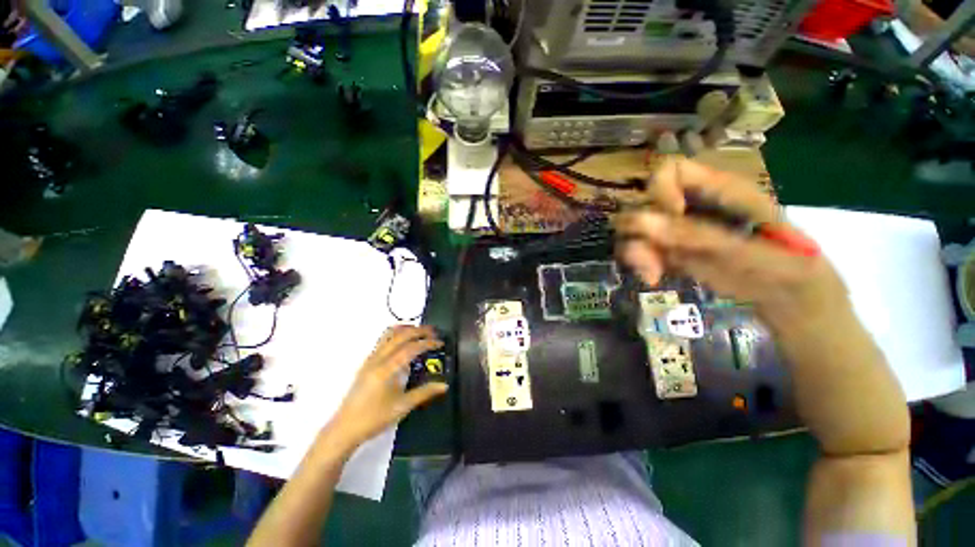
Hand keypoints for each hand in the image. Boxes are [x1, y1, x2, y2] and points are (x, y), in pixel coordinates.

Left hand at [322, 325, 447, 454]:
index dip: (427, 343)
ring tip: (420, 333)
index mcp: (386, 370)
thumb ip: (425, 393)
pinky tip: (405, 343)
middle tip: (434, 332)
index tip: (440, 342)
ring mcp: (370, 359)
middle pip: (400, 335)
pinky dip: (397, 335)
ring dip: (406, 329)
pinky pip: (383, 340)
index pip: (410, 348)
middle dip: (419, 330)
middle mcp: (377, 359)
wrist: (345, 428)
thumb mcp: (402, 406)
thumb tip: (444, 385)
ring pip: (389, 333)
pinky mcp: (367, 362)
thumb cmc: (374, 418)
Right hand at [615, 158, 848, 331]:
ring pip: (634, 228)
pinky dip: (639, 263)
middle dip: (640, 228)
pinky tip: (652, 278)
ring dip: (635, 250)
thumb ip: (695, 235)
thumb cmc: (784, 265)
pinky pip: (639, 249)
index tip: (671, 217)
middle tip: (653, 254)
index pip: (671, 170)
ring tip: (651, 273)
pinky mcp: (669, 250)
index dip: (660, 190)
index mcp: (718, 188)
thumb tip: (641, 222)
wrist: (787, 295)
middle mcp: (690, 203)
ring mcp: (677, 228)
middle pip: (644, 201)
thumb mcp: (747, 250)